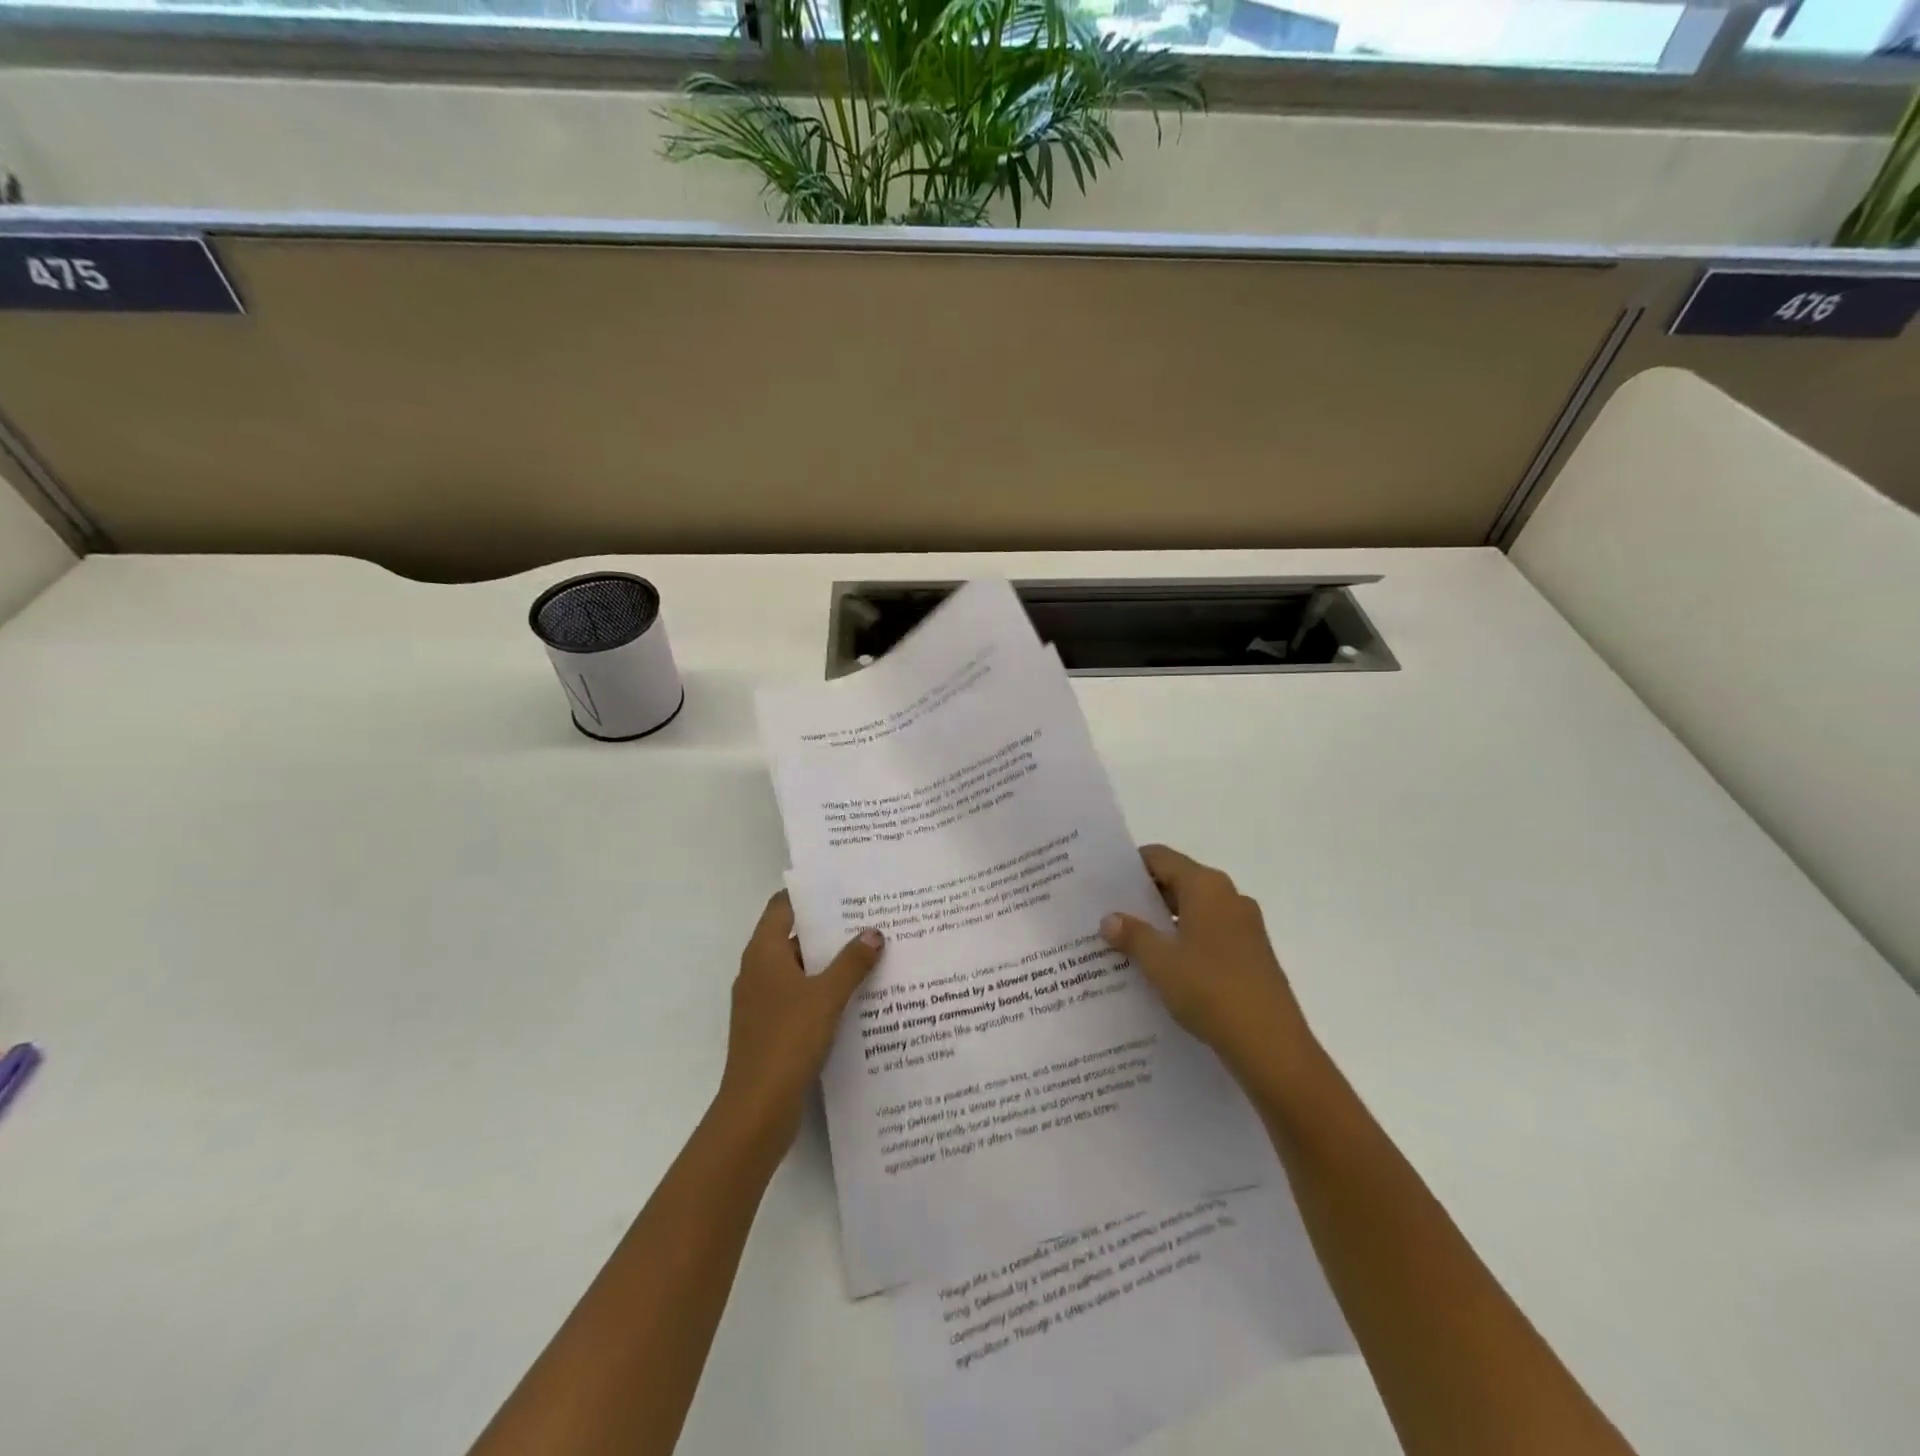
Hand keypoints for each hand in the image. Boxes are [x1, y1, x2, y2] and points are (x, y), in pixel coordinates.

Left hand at [713, 892, 883, 1154]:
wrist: (757, 1109)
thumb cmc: (787, 1040)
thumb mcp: (826, 996)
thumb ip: (852, 962)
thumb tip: (874, 932)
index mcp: (763, 954)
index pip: (783, 907)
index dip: (810, 894)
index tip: (844, 885)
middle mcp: (759, 972)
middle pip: (794, 937)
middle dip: (830, 928)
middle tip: (870, 916)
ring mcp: (764, 1002)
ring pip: (801, 970)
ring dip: (831, 962)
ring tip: (873, 951)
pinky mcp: (773, 1029)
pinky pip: (802, 997)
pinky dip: (826, 991)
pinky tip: (858, 995)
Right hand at [1100, 845, 1313, 1087]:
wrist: (1273, 1047)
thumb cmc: (1212, 991)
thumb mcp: (1160, 962)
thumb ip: (1133, 935)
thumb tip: (1110, 919)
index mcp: (1207, 887)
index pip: (1160, 858)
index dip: (1130, 867)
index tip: (1102, 882)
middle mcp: (1230, 897)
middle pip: (1178, 882)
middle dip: (1143, 898)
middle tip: (1107, 914)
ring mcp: (1245, 927)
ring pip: (1193, 912)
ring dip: (1163, 925)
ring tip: (1127, 944)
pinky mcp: (1253, 956)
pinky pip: (1209, 936)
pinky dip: (1184, 944)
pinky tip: (1162, 970)